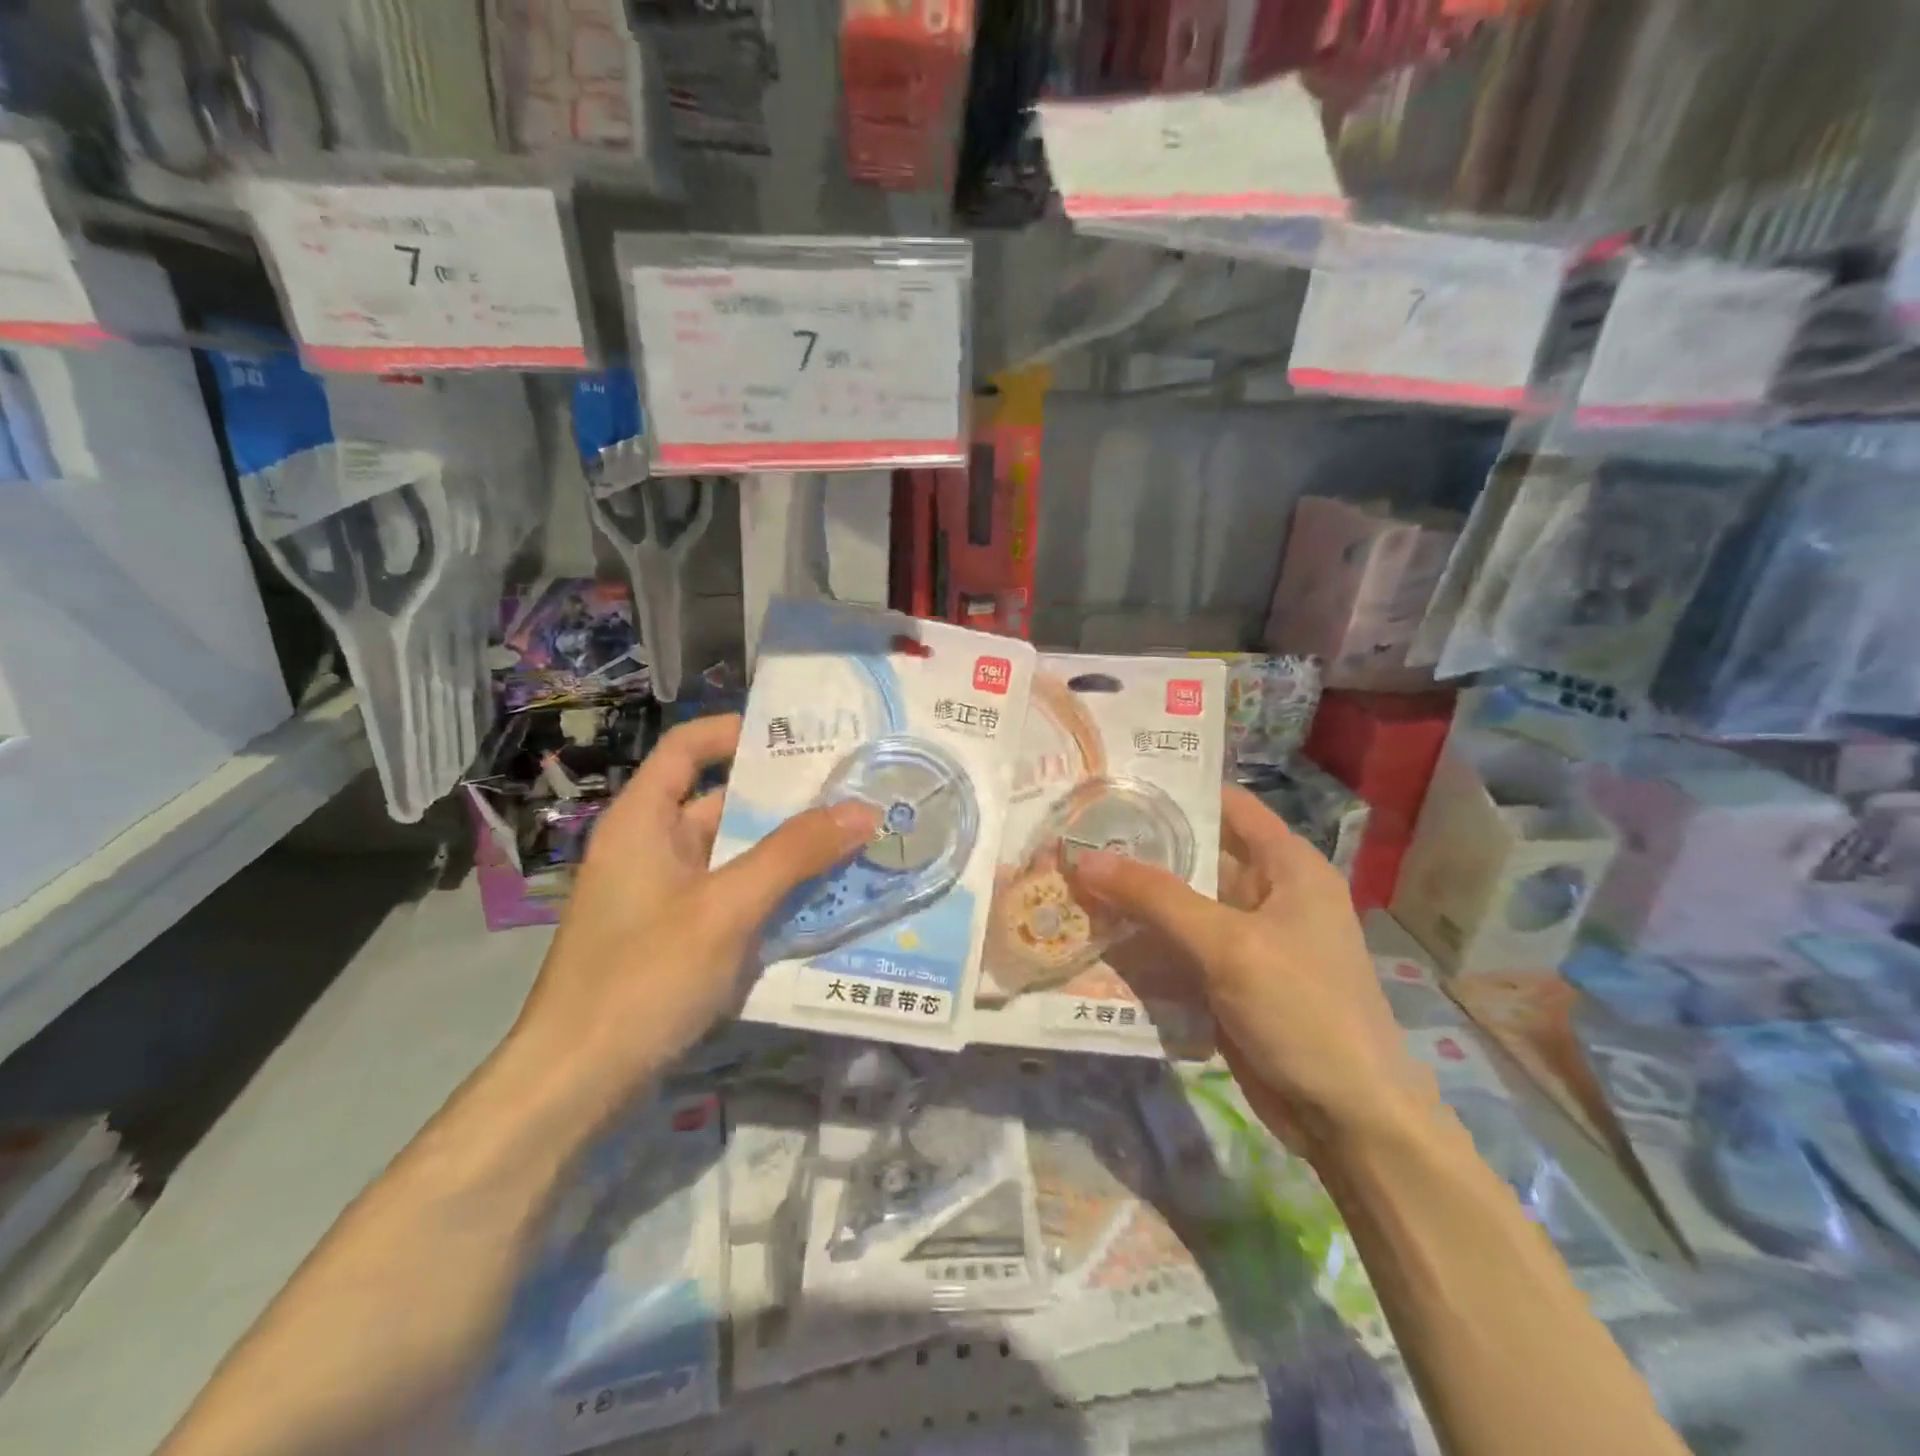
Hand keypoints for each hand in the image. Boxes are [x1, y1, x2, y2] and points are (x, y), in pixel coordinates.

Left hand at [509, 715, 879, 1101]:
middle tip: (850, 791)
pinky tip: (819, 900)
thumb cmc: (643, 976)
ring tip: (851, 840)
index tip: (801, 737)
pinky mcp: (675, 937)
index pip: (688, 747)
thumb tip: (864, 808)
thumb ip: (795, 853)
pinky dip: (770, 891)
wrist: (575, 1084)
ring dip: (785, 850)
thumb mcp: (727, 906)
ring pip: (732, 854)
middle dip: (783, 798)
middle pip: (719, 801)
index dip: (738, 732)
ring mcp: (662, 896)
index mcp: (643, 821)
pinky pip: (731, 896)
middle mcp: (650, 848)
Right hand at [1067, 785, 1431, 1152]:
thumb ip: (1155, 897)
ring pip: (1180, 905)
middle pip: (1195, 856)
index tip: (1113, 783)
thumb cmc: (1303, 1010)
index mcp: (1287, 866)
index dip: (1173, 791)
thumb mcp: (1228, 945)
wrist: (1348, 1119)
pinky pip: (1178, 947)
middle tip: (1073, 834)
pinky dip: (1142, 941)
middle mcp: (1267, 893)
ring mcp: (1246, 940)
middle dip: (1138, 848)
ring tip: (1068, 878)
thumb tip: (1084, 857)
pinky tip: (1093, 934)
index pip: (1225, 805)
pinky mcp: (1228, 980)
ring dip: (1133, 898)